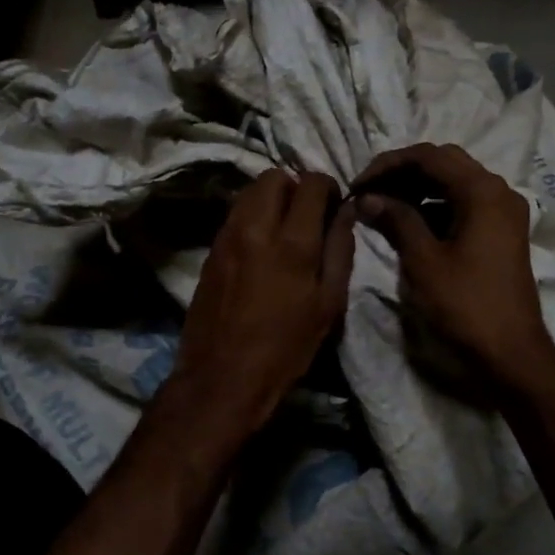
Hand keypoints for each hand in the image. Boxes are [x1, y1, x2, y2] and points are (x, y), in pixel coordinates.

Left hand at [170, 169, 357, 436]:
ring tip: (285, 228)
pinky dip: (252, 215)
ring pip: (249, 191)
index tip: (334, 204)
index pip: (310, 183)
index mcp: (292, 242)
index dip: (327, 186)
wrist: (222, 378)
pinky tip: (262, 245)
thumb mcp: (328, 305)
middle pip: (273, 176)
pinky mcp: (210, 250)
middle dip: (295, 186)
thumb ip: (340, 251)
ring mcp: (226, 237)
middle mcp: (254, 228)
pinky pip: (235, 214)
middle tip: (308, 214)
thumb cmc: (286, 348)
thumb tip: (344, 212)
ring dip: (271, 198)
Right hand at [355, 143, 554, 391]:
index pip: (429, 156)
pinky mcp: (502, 232)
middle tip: (369, 191)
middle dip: (403, 172)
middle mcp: (498, 191)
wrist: (511, 353)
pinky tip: (410, 223)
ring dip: (418, 187)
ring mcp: (504, 212)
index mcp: (482, 191)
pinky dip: (436, 205)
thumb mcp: (423, 261)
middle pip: (445, 162)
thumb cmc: (466, 305)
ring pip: (455, 181)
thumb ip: (396, 220)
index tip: (357, 185)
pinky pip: (465, 203)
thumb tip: (367, 197)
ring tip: (383, 205)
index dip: (388, 165)